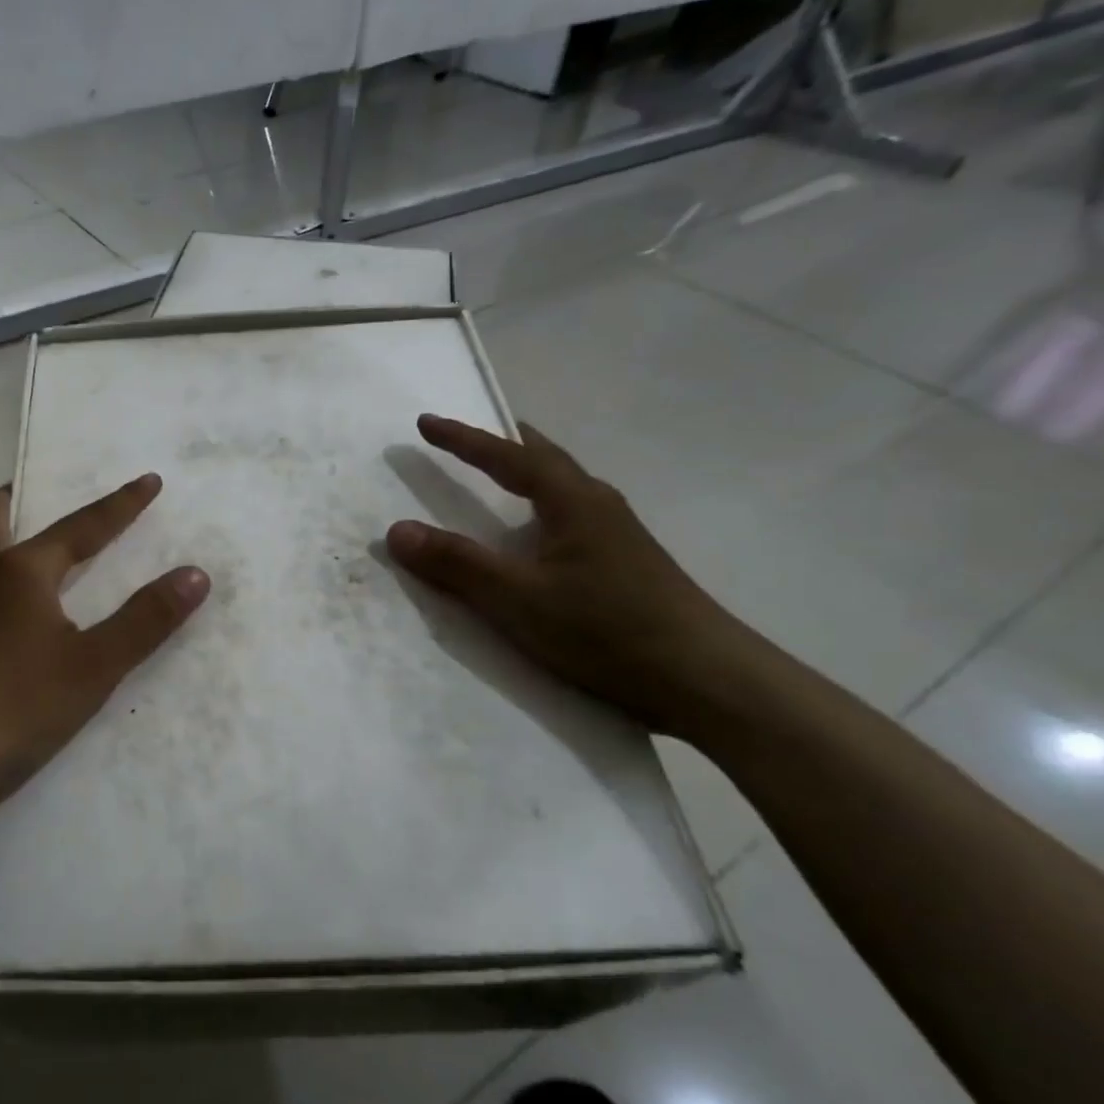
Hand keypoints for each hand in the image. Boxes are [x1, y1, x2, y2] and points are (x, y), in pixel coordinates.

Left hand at [0, 474, 209, 821]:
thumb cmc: (17, 707)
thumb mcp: (94, 665)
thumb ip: (145, 620)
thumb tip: (195, 574)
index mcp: (21, 573)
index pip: (81, 527)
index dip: (121, 506)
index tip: (149, 481)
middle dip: (12, 501)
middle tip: (22, 487)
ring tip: (17, 546)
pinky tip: (2, 619)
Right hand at [386, 415, 760, 739]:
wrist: (707, 680)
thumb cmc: (607, 630)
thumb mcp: (518, 599)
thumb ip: (457, 565)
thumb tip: (397, 530)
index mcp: (573, 501)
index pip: (508, 456)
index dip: (463, 439)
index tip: (425, 423)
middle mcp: (597, 506)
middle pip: (544, 459)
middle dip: (501, 445)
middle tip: (466, 437)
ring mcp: (617, 535)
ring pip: (561, 488)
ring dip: (525, 473)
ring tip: (497, 475)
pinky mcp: (624, 564)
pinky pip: (569, 516)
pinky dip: (538, 507)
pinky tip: (536, 535)